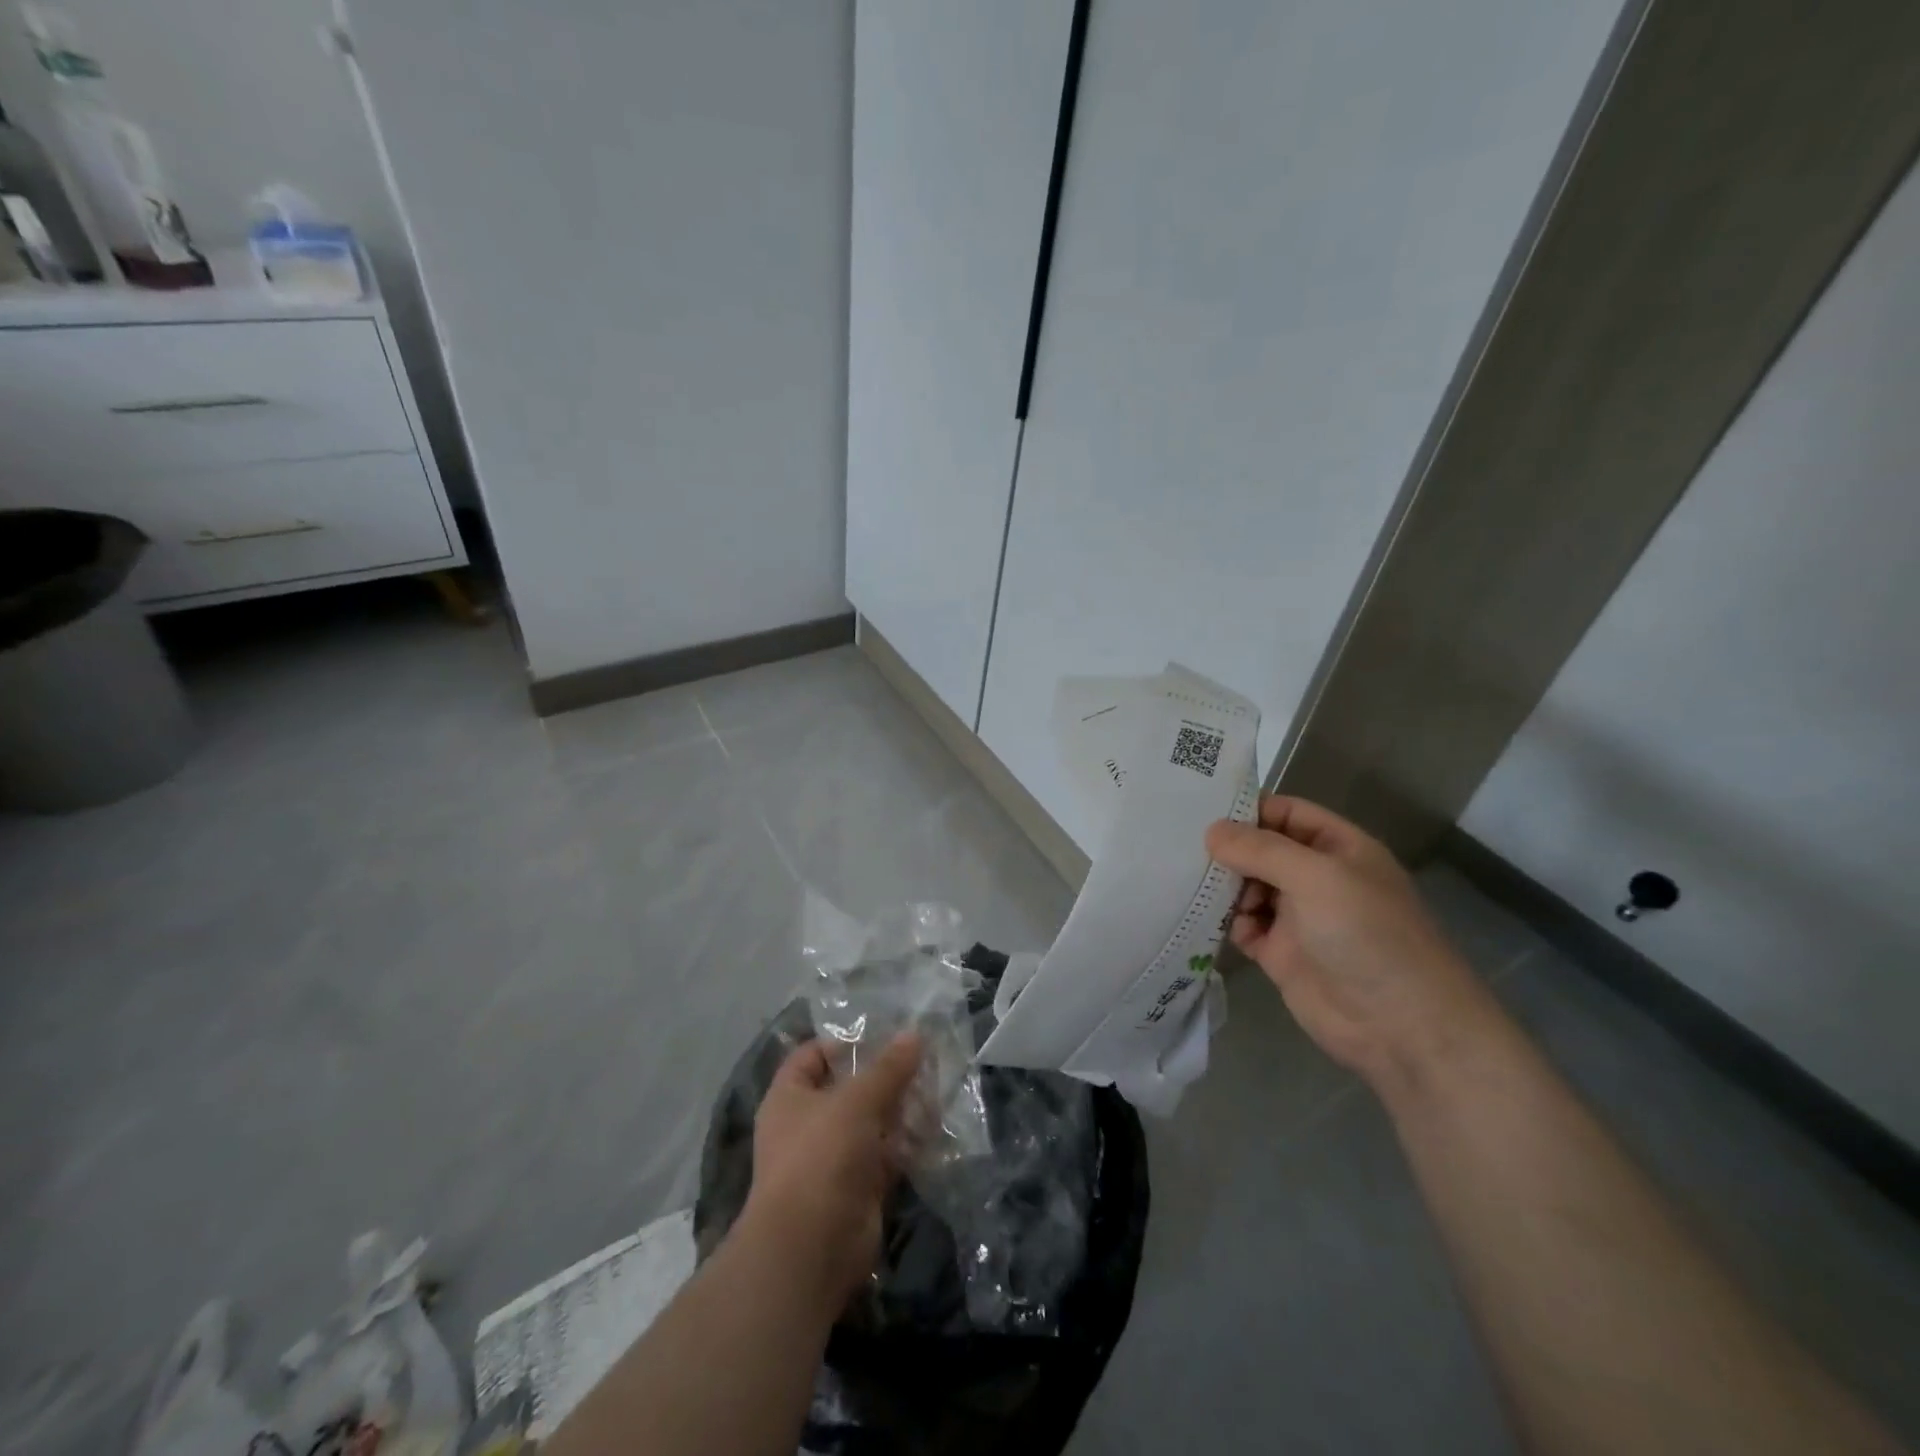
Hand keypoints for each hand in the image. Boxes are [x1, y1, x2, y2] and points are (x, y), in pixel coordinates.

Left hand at [742, 1032, 923, 1306]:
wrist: (811, 1250)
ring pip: (872, 1121)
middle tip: (924, 1057)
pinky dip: (908, 1142)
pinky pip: (887, 1155)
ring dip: (902, 1107)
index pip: (812, 1055)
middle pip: (849, 1087)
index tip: (883, 1034)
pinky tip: (936, 1125)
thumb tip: (915, 1034)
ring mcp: (834, 1158)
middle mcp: (808, 1124)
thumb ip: (888, 1068)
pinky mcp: (859, 1187)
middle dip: (885, 1074)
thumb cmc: (821, 1157)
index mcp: (790, 1097)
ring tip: (937, 1085)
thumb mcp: (856, 1100)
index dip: (843, 1041)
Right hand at [1204, 796, 1499, 1087]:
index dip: (1248, 810)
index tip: (1200, 811)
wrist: (1399, 1026)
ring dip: (1223, 886)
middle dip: (1228, 850)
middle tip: (1183, 847)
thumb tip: (1212, 831)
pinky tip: (1207, 920)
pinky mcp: (1280, 954)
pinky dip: (1225, 922)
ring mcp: (1298, 917)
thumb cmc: (1366, 935)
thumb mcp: (1316, 877)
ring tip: (1193, 886)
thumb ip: (1261, 849)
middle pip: (1261, 850)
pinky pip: (1243, 926)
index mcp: (1338, 849)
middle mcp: (1317, 878)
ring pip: (1248, 888)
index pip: (1286, 814)